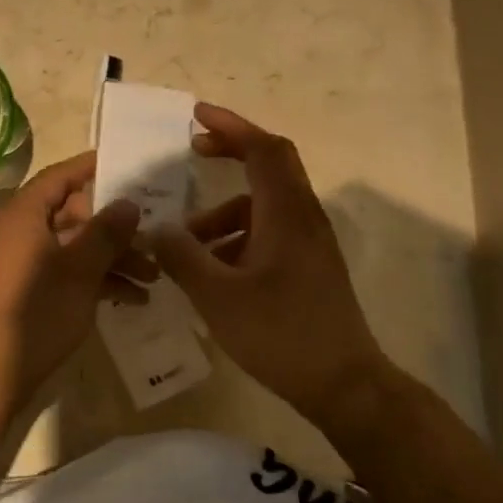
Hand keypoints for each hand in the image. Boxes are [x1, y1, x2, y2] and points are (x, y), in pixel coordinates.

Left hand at [0, 151, 150, 394]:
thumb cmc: (34, 310)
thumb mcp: (79, 269)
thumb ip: (106, 232)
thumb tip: (129, 201)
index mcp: (24, 213)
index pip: (62, 176)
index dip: (94, 168)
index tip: (130, 166)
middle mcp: (21, 230)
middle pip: (74, 214)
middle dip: (116, 227)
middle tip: (156, 234)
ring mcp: (24, 262)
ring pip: (75, 247)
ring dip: (113, 258)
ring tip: (155, 276)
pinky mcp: (28, 291)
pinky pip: (67, 272)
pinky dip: (96, 280)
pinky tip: (133, 298)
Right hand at [152, 103, 390, 421]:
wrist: (344, 385)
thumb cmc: (280, 334)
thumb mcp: (218, 296)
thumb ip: (182, 257)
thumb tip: (157, 229)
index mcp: (286, 213)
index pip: (263, 149)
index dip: (231, 126)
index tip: (197, 116)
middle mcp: (303, 218)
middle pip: (270, 166)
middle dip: (231, 153)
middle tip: (193, 152)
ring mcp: (309, 243)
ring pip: (263, 206)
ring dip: (224, 212)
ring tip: (186, 243)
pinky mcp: (308, 267)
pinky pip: (268, 233)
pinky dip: (237, 237)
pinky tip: (211, 271)